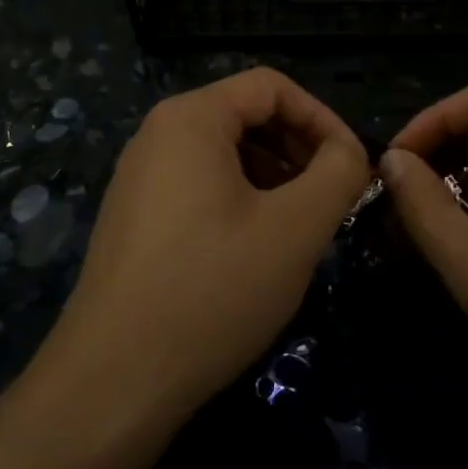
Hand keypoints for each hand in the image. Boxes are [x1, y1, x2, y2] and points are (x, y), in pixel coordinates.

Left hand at [31, 69, 370, 431]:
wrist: (114, 381)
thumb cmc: (213, 290)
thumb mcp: (296, 228)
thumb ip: (338, 173)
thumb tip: (349, 153)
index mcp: (190, 119)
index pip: (271, 87)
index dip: (322, 118)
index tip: (353, 167)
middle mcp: (157, 136)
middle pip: (246, 116)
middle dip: (299, 150)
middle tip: (332, 200)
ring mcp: (140, 179)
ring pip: (225, 155)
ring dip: (275, 179)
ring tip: (301, 227)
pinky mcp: (135, 219)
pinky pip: (200, 188)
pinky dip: (241, 202)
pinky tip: (258, 251)